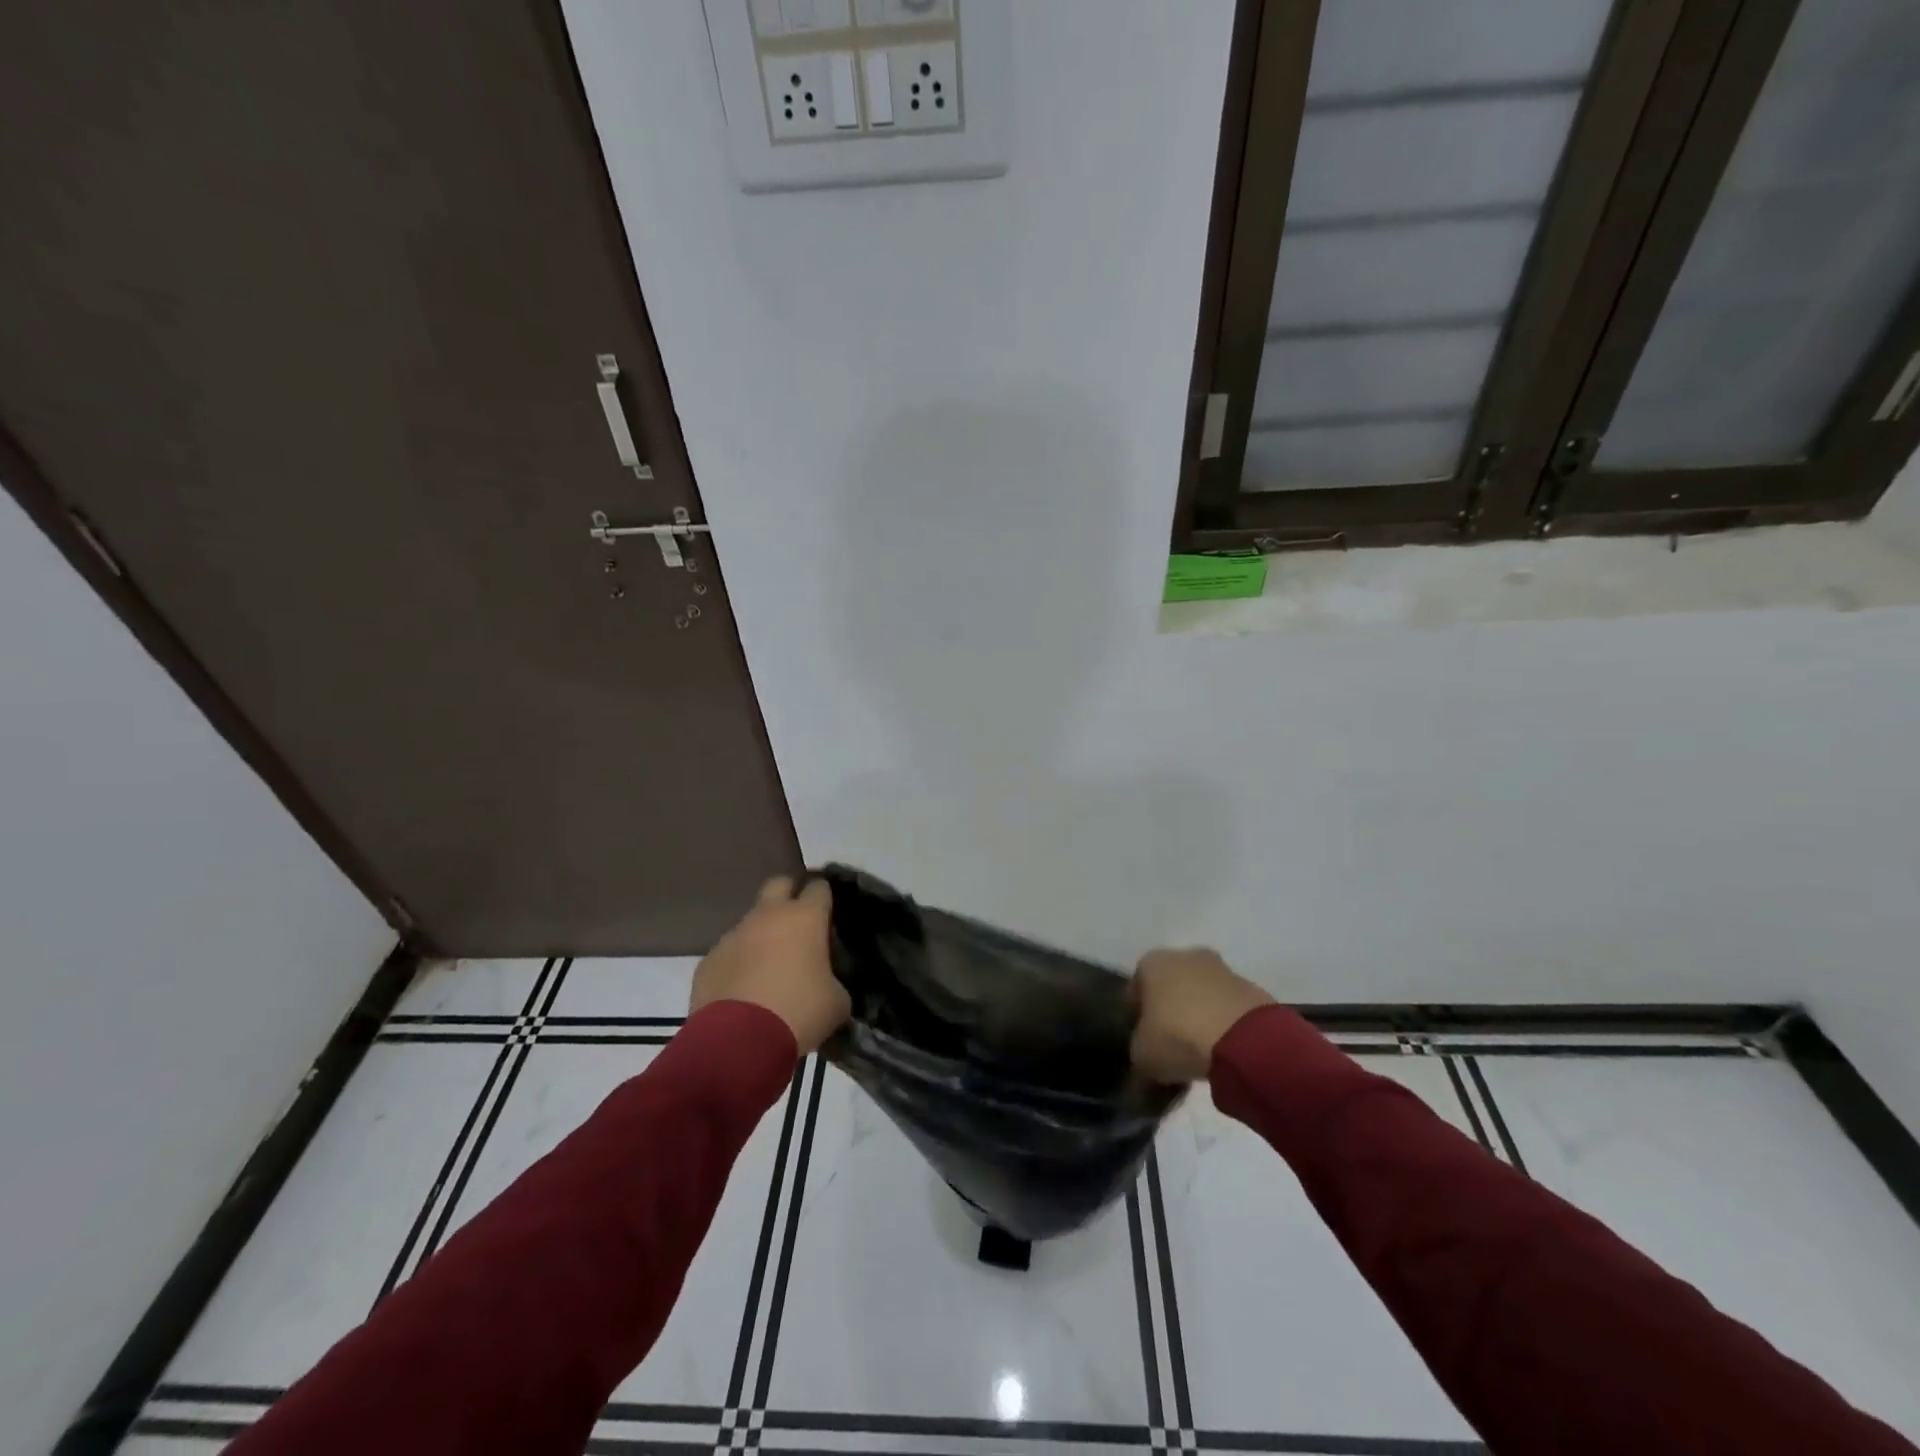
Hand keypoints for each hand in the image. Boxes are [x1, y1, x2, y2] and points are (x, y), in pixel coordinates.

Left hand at [690, 876, 849, 1054]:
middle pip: (779, 884)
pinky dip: (739, 964)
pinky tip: (745, 991)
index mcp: (805, 918)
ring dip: (762, 936)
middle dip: (789, 895)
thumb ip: (835, 982)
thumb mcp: (837, 1001)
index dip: (825, 897)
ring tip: (770, 969)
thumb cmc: (799, 1013)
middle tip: (799, 924)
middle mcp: (768, 916)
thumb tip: (828, 984)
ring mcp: (734, 935)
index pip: (819, 887)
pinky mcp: (709, 960)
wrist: (739, 1042)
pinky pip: (730, 953)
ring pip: (751, 921)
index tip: (830, 914)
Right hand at [1129, 947, 1273, 1083]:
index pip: (1135, 989)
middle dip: (1170, 1010)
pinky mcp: (1251, 987)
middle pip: (1171, 986)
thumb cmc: (1178, 1037)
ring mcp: (1222, 969)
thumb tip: (1146, 1052)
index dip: (1138, 1016)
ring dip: (1199, 1015)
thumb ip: (1139, 1048)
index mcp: (1151, 963)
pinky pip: (1227, 1007)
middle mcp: (1184, 955)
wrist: (1244, 1040)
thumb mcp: (1142, 1054)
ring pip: (1201, 994)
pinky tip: (1225, 1049)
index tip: (1143, 1041)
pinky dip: (1224, 1023)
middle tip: (1171, 1045)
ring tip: (1201, 1051)